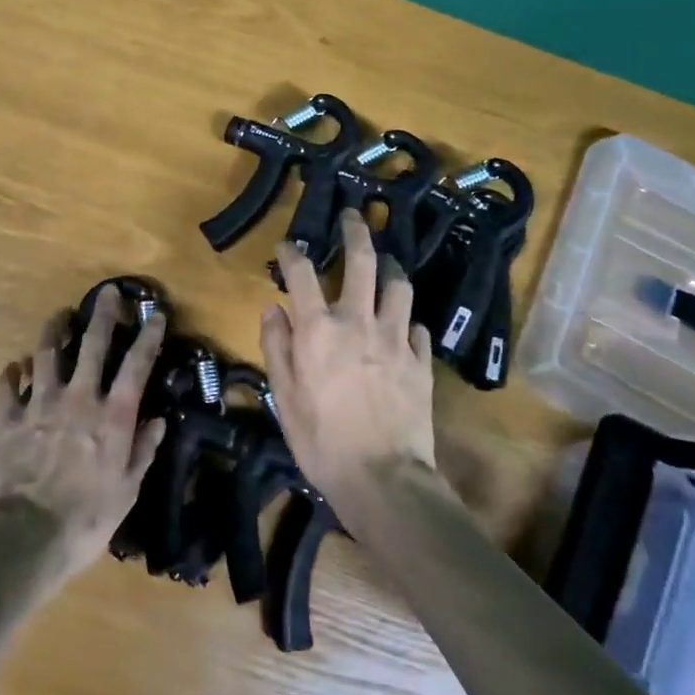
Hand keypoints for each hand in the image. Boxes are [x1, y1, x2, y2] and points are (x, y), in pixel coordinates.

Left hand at [0, 291, 168, 583]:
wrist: (24, 537)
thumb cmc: (85, 520)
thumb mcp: (126, 491)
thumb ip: (142, 451)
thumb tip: (158, 420)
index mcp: (111, 416)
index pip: (136, 366)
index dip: (148, 337)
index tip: (155, 314)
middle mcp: (78, 399)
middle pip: (92, 345)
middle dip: (103, 315)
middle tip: (108, 292)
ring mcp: (39, 405)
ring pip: (46, 354)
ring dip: (54, 331)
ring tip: (60, 316)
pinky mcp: (7, 419)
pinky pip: (7, 386)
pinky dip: (12, 373)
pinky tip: (15, 366)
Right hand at [260, 210, 436, 504]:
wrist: (384, 479)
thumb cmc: (322, 441)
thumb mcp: (283, 397)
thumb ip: (276, 347)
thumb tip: (273, 309)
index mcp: (318, 329)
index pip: (302, 274)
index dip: (292, 253)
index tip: (288, 245)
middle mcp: (358, 322)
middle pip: (361, 262)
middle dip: (356, 232)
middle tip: (353, 216)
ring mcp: (395, 339)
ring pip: (398, 286)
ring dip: (390, 268)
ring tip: (386, 262)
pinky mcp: (421, 361)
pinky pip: (417, 327)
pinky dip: (406, 320)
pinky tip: (403, 324)